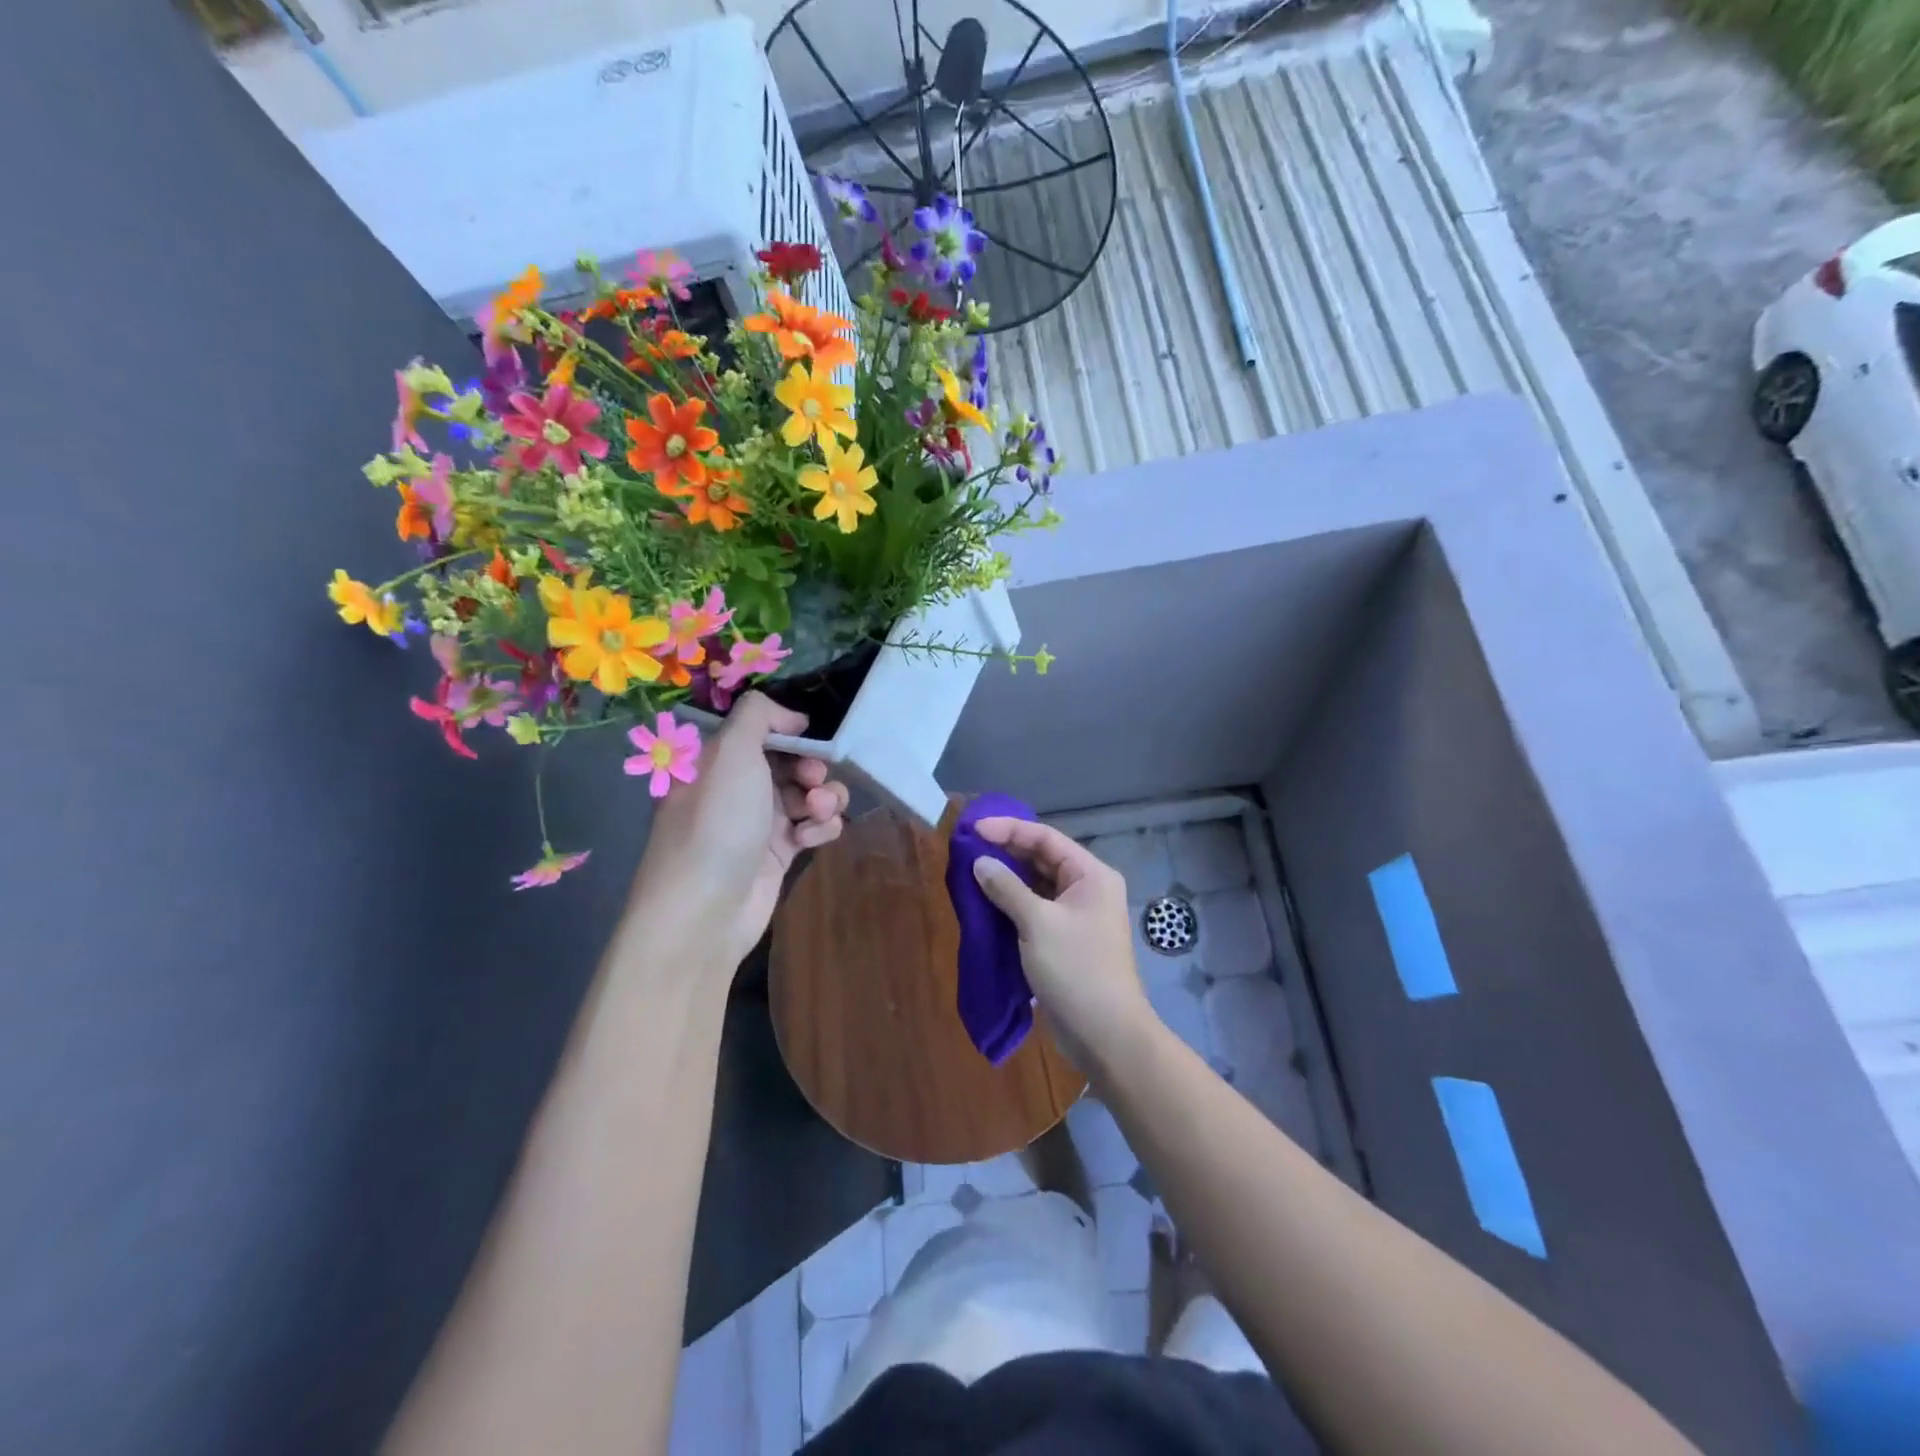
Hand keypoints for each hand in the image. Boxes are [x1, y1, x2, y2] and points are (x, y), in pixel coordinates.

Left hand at [625, 693, 849, 975]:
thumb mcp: (730, 751)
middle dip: (812, 768)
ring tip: (817, 812)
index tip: (808, 740)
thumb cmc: (718, 821)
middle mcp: (738, 788)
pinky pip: (813, 828)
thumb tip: (792, 718)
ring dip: (824, 798)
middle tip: (813, 782)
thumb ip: (758, 715)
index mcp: (719, 760)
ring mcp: (759, 822)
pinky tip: (812, 839)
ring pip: (808, 795)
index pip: (763, 733)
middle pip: (792, 763)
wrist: (706, 908)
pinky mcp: (779, 855)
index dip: (791, 734)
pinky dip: (821, 829)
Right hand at [970, 818, 1153, 1070]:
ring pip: (1037, 884)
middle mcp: (1087, 888)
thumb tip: (979, 863)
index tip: (973, 829)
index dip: (1009, 829)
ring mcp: (1077, 915)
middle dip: (1005, 852)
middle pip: (1042, 858)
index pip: (1045, 838)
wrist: (1105, 1034)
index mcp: (1091, 875)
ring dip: (1006, 878)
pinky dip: (1011, 903)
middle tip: (967, 848)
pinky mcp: (1065, 939)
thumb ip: (1007, 888)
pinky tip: (985, 903)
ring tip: (970, 871)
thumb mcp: (1037, 923)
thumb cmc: (1076, 969)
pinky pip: (1035, 909)